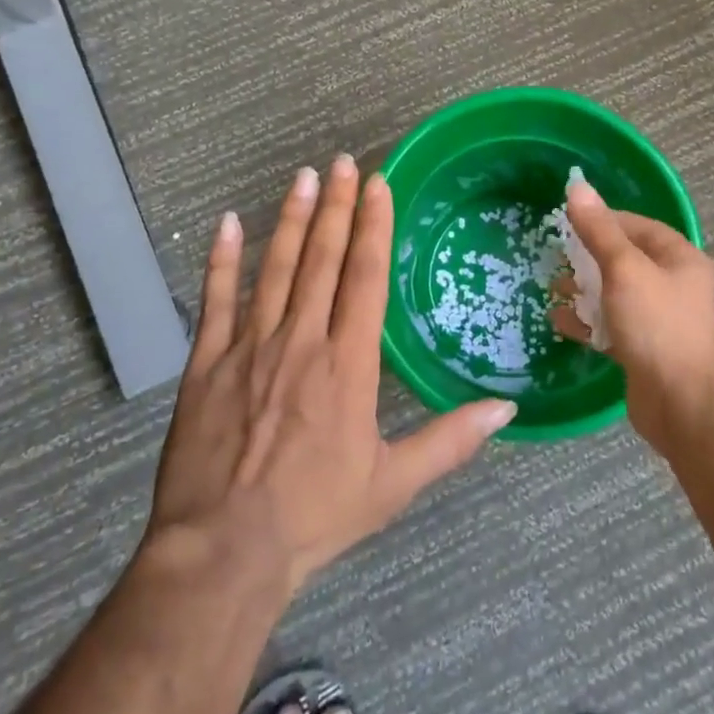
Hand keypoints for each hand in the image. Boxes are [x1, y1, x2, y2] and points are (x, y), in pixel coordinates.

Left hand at [146, 156, 517, 596]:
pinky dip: (221, 260)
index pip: (366, 277)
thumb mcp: (393, 484)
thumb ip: (450, 440)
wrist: (224, 552)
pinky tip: (229, 223)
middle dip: (337, 206)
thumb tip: (506, 408)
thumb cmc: (315, 516)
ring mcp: (250, 347)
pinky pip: (215, 301)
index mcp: (348, 364)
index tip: (378, 184)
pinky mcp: (207, 364)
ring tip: (304, 178)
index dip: (374, 226)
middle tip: (343, 161)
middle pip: (324, 259)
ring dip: (293, 220)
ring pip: (275, 269)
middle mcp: (301, 340)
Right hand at [552, 179, 713, 452]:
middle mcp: (674, 284)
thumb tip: (576, 186)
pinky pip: (611, 325)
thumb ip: (598, 230)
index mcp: (680, 258)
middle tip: (557, 257)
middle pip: (625, 259)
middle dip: (589, 257)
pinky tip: (558, 321)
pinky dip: (587, 321)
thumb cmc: (656, 325)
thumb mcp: (624, 269)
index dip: (604, 219)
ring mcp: (659, 319)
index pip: (638, 226)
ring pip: (616, 293)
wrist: (681, 404)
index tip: (569, 222)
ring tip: (553, 288)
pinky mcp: (644, 348)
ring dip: (584, 290)